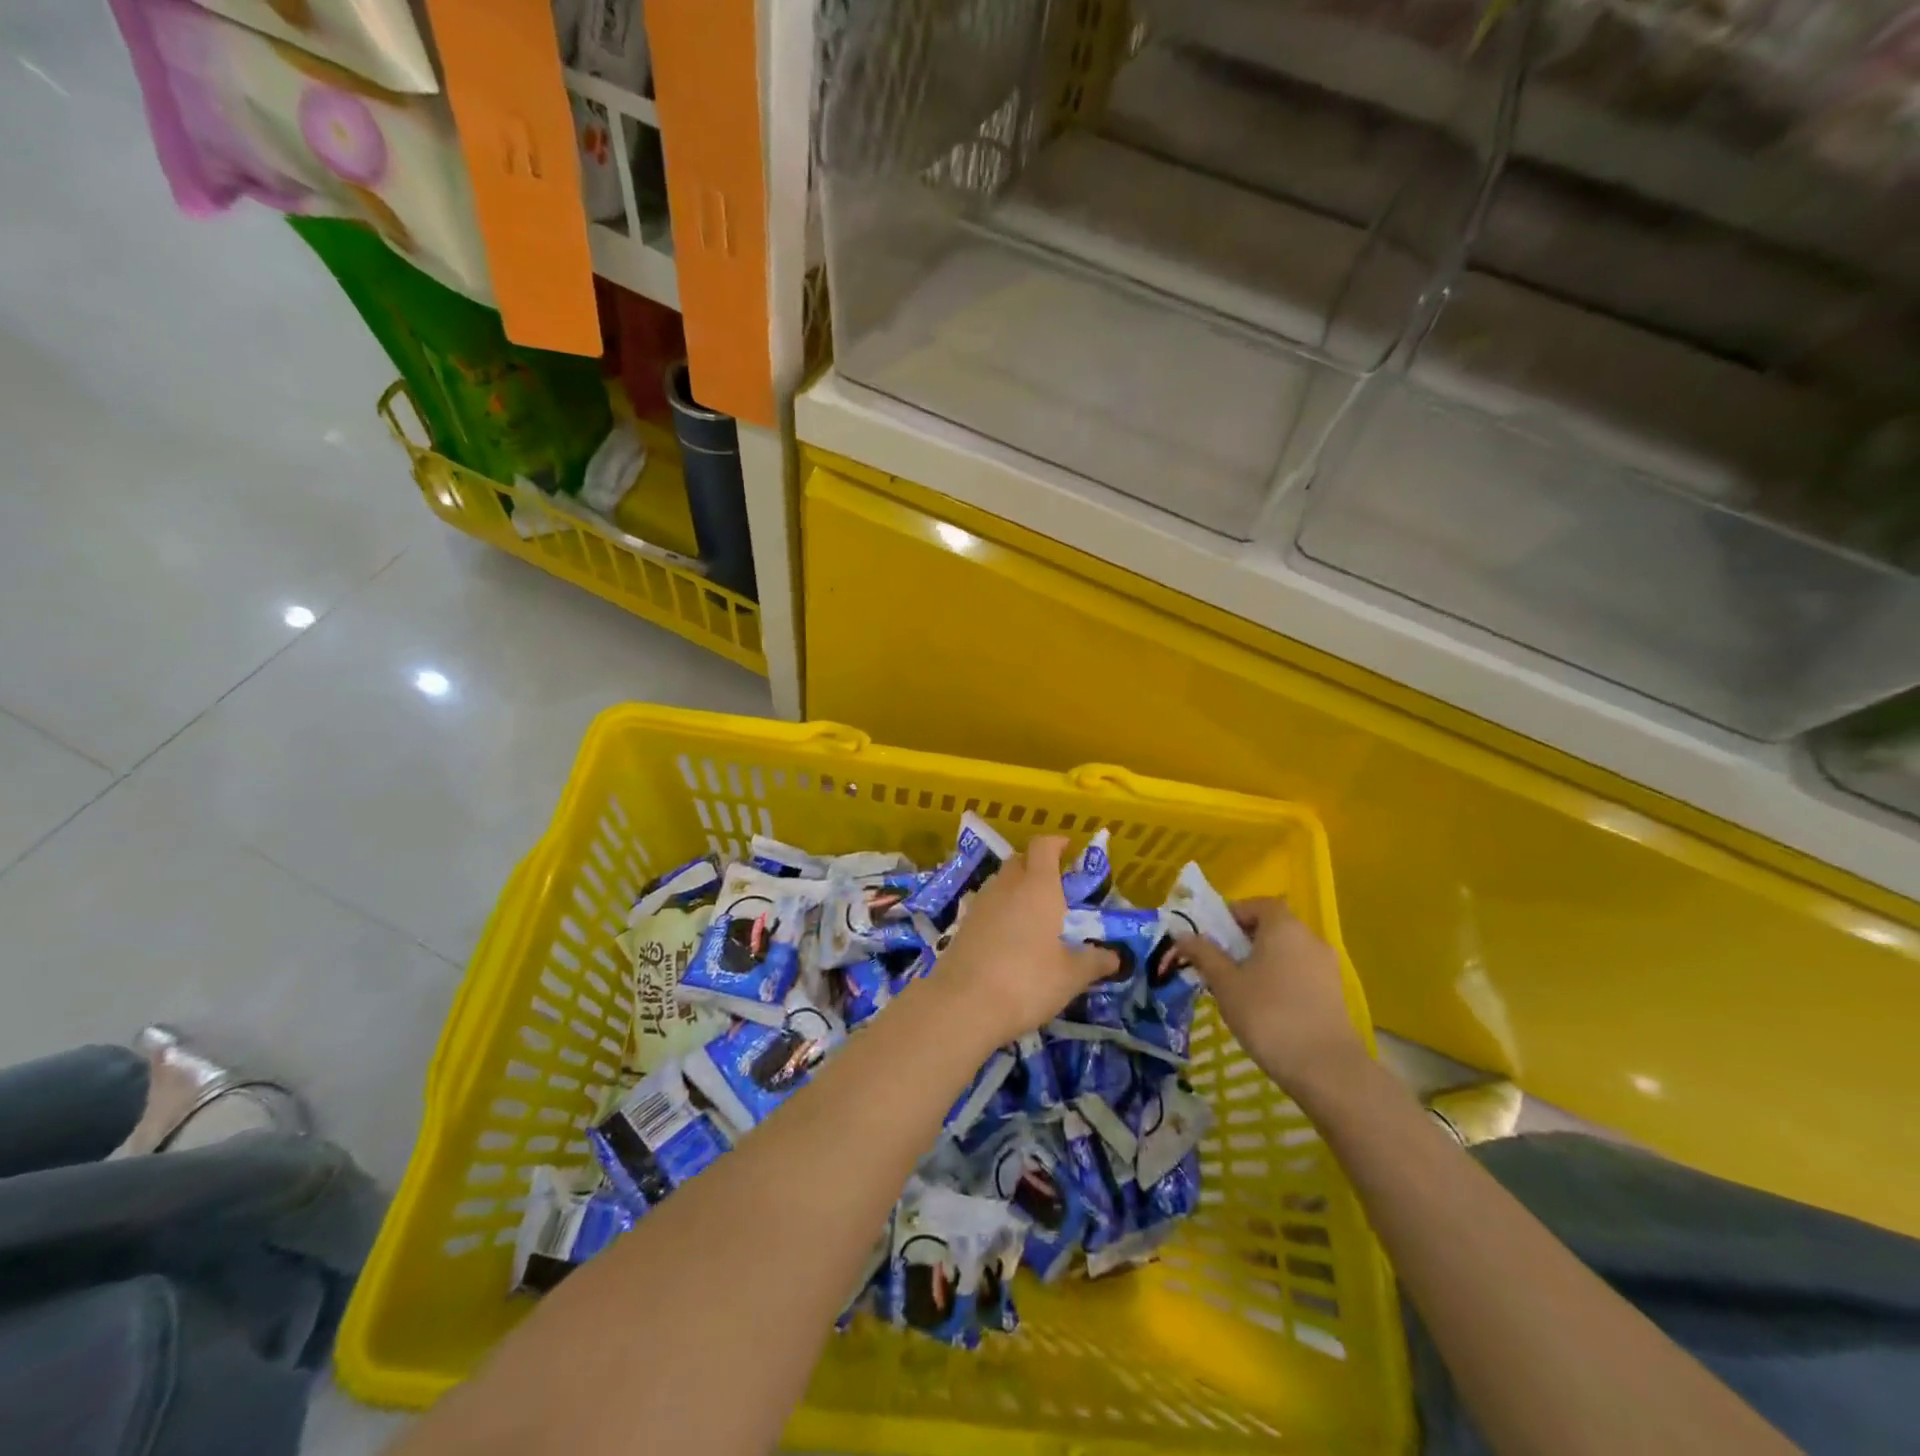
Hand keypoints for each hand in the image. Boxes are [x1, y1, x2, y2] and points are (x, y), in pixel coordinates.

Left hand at [928, 836, 1119, 1047]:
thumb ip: (1094, 961)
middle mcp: (1007, 885)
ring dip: (1015, 888)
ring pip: (1000, 881)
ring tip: (1032, 913)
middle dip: (1036, 865)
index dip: (1055, 843)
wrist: (963, 1003)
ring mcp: (980, 903)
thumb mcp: (1071, 976)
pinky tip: (1006, 935)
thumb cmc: (1027, 981)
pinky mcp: (962, 924)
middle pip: (1019, 860)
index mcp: (1038, 887)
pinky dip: (998, 910)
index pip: (1043, 846)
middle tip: (1054, 886)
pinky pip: (985, 904)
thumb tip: (1114, 956)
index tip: (1068, 848)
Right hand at [1175, 898, 1366, 1096]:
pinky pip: (1300, 973)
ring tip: (1237, 988)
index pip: (1257, 904)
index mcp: (1283, 926)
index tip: (1211, 935)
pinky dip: (1280, 979)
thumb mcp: (1225, 983)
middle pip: (1272, 927)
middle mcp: (1309, 938)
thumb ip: (1203, 954)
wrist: (1325, 1068)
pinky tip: (1264, 1008)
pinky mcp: (1334, 994)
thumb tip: (1182, 934)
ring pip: (1286, 952)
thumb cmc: (1267, 1014)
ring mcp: (1326, 967)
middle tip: (1218, 963)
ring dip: (1261, 961)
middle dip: (1243, 940)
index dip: (1233, 914)